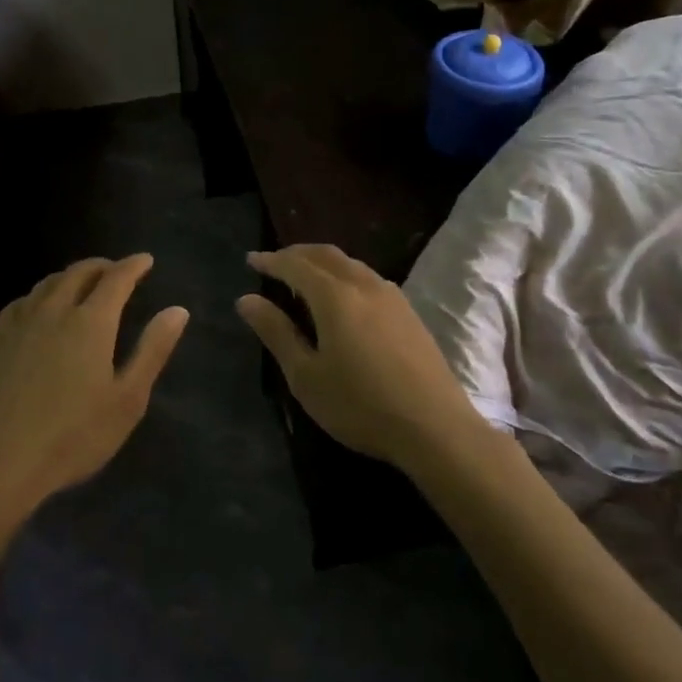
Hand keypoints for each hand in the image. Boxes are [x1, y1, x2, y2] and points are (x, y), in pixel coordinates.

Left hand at [0, 254, 188, 516]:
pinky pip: (25, 300)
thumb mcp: (127, 400)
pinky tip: (42, 308)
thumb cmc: (71, 436)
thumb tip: (178, 310)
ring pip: (49, 282)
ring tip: (84, 284)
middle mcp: (54, 310)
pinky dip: (44, 293)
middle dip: (103, 266)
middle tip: (118, 271)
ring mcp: (20, 322)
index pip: (116, 278)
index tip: (146, 260)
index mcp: (90, 321)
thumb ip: (153, 350)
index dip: (133, 265)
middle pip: (80, 272)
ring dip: (72, 275)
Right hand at [236, 245, 480, 471]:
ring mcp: (392, 296)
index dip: (271, 260)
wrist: (436, 428)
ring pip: (350, 264)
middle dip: (297, 254)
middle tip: (275, 262)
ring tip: (305, 277)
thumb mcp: (306, 376)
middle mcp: (364, 285)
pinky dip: (345, 274)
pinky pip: (368, 277)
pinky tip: (343, 297)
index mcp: (335, 296)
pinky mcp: (409, 312)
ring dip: (323, 262)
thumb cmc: (360, 405)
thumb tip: (246, 299)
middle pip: (326, 255)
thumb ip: (276, 332)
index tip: (251, 260)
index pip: (295, 264)